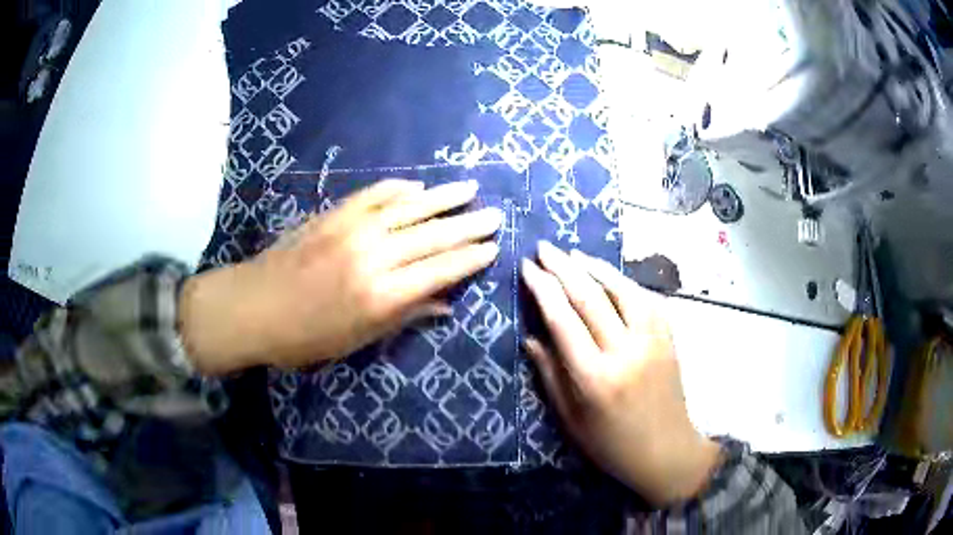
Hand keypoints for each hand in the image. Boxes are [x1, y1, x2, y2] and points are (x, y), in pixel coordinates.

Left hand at [180, 179, 501, 373]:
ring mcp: (353, 228)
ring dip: (443, 197)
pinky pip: (375, 194)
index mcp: (382, 295)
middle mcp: (374, 255)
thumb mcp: (358, 339)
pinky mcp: (334, 213)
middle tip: (496, 215)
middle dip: (469, 225)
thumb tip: (446, 304)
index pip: (441, 270)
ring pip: (410, 207)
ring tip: (470, 188)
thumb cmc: (306, 337)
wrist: (253, 306)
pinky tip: (417, 187)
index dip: (470, 258)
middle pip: (433, 235)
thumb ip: (405, 316)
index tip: (494, 248)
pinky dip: (399, 189)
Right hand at [521, 242, 720, 504]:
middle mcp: (625, 352)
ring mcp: (652, 342)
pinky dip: (626, 282)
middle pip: (590, 298)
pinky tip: (611, 275)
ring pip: (623, 290)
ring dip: (596, 267)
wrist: (666, 451)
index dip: (542, 288)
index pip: (563, 320)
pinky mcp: (669, 339)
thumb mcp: (570, 419)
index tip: (527, 267)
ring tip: (574, 253)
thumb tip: (531, 337)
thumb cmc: (611, 444)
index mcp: (594, 378)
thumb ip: (550, 375)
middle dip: (563, 267)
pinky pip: (647, 300)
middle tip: (544, 248)